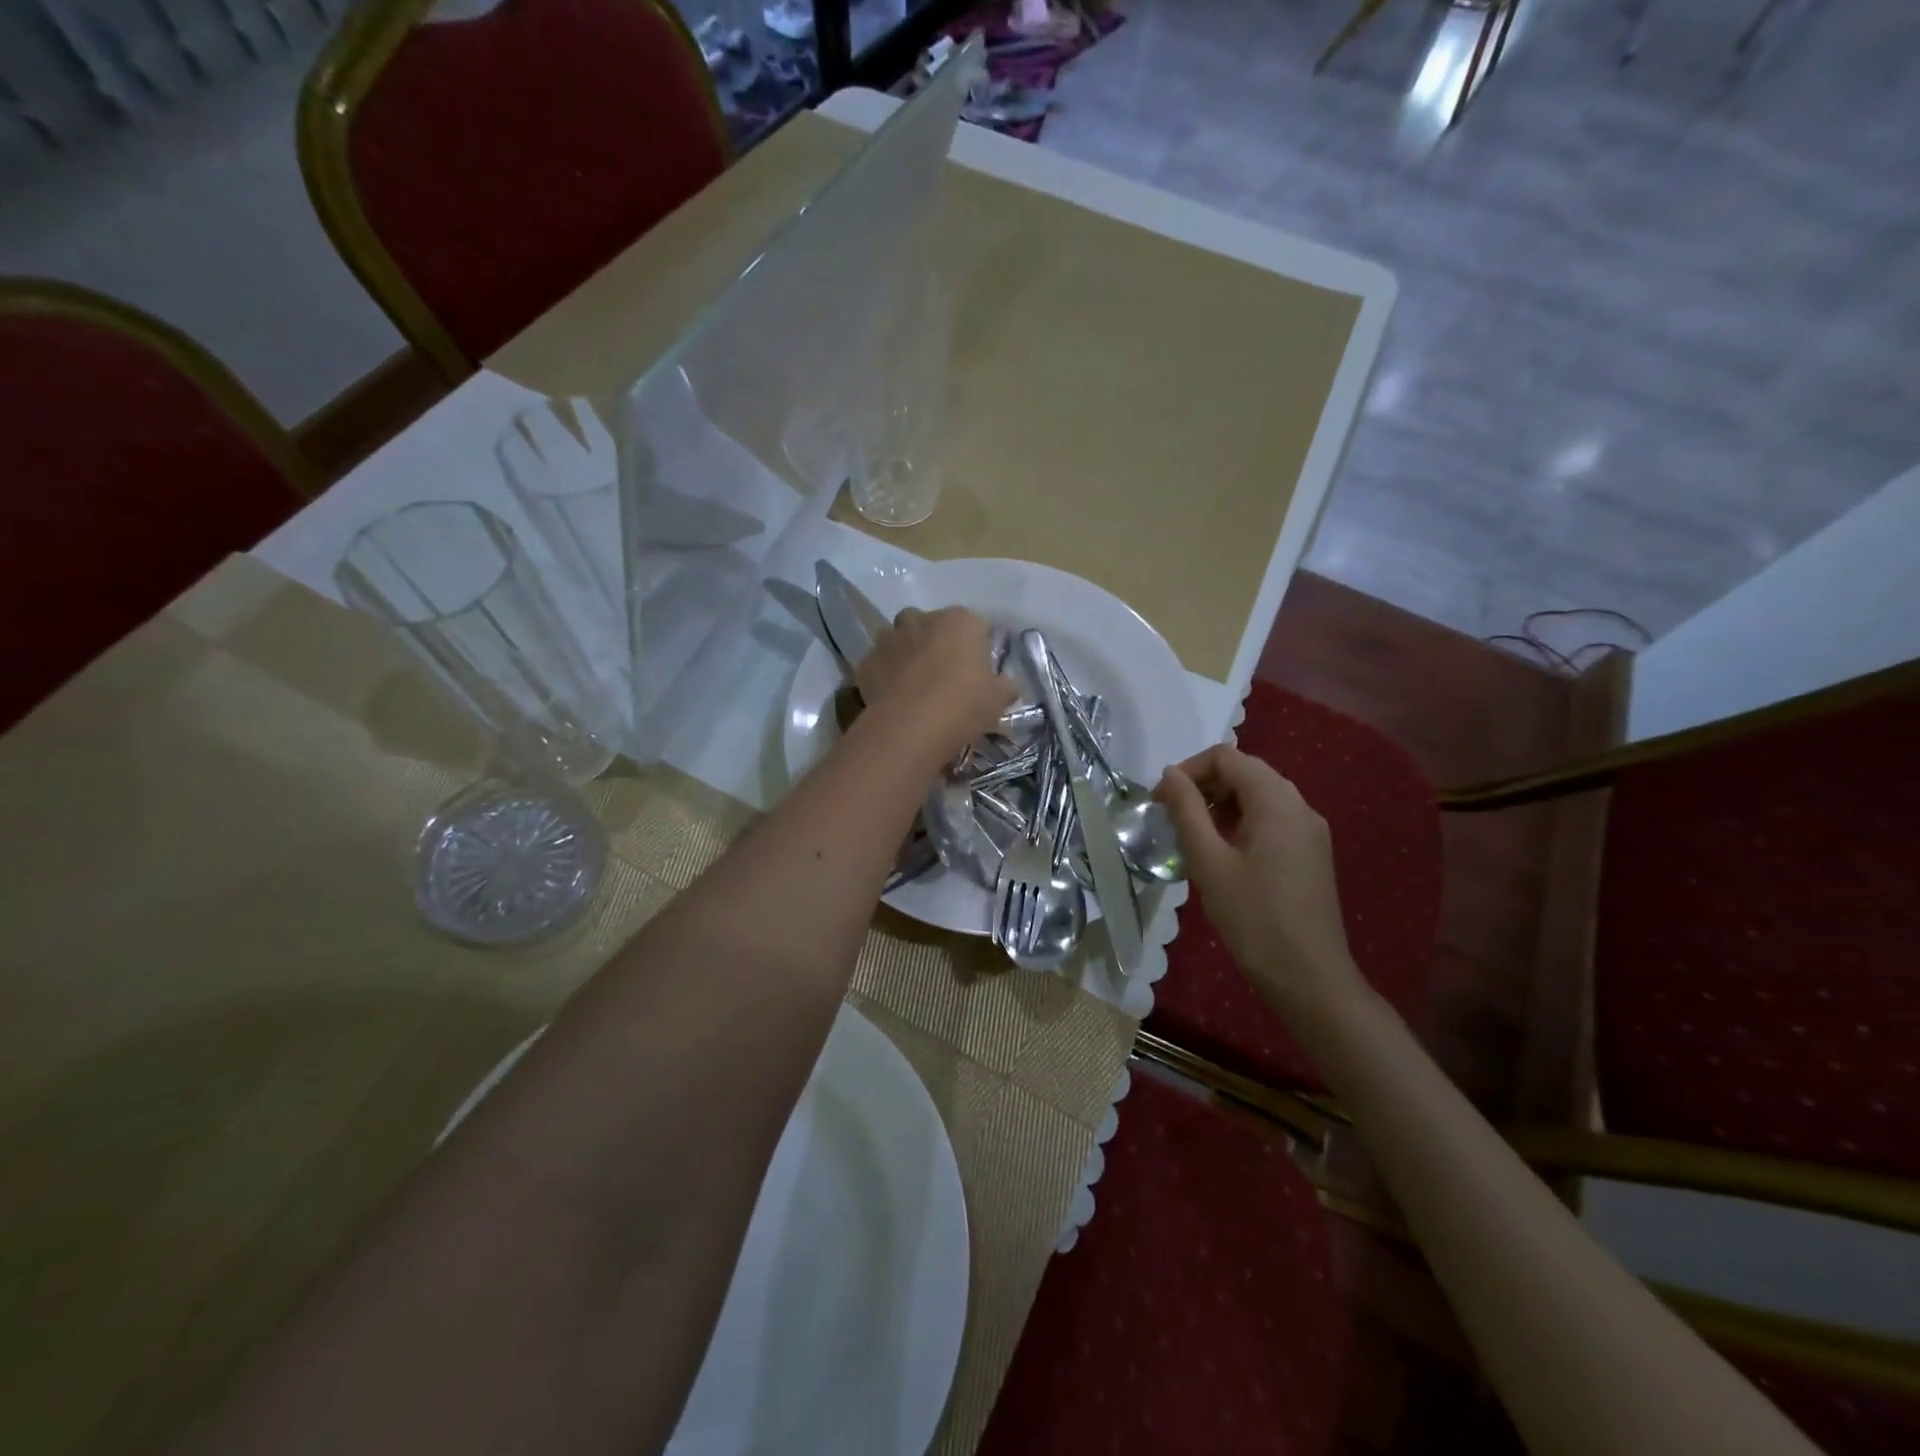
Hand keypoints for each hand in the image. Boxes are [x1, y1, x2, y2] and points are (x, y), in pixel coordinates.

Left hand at [857, 607, 1014, 763]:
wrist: (912, 725)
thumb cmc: (964, 704)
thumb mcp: (999, 699)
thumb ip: (1006, 686)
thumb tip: (1009, 685)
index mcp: (961, 620)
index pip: (973, 625)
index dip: (974, 648)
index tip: (975, 672)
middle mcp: (922, 619)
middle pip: (930, 626)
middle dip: (934, 643)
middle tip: (943, 676)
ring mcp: (889, 638)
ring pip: (899, 639)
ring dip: (905, 654)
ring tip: (914, 686)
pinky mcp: (866, 661)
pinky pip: (878, 664)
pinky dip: (884, 676)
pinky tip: (893, 699)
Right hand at [1155, 745, 1361, 1018]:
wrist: (1308, 975)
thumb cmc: (1253, 916)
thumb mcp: (1209, 860)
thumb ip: (1187, 810)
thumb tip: (1170, 775)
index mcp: (1276, 800)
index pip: (1226, 757)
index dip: (1188, 770)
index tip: (1161, 800)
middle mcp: (1299, 805)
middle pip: (1245, 772)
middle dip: (1203, 786)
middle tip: (1171, 817)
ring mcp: (1310, 830)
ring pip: (1258, 796)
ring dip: (1220, 805)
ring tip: (1191, 836)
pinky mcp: (1311, 853)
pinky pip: (1271, 820)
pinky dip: (1240, 823)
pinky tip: (1221, 854)